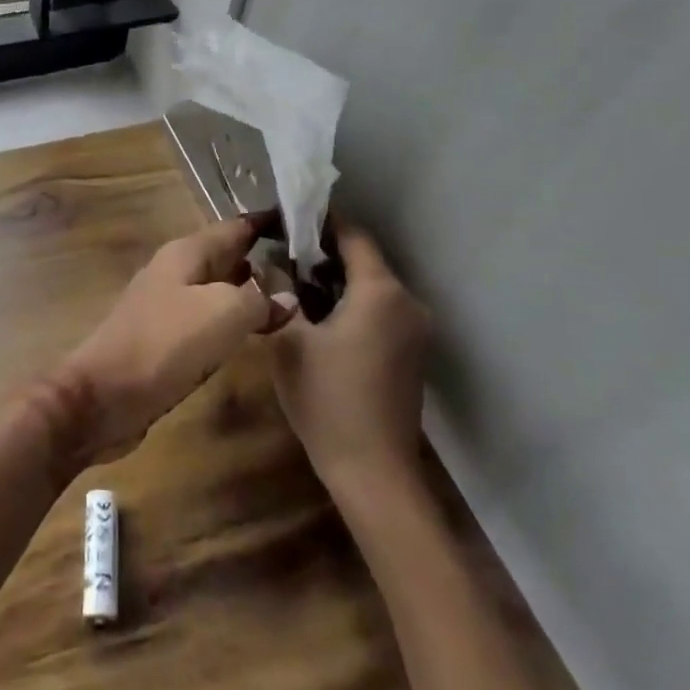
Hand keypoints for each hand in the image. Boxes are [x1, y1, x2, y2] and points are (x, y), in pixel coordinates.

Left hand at [44, 217, 297, 466]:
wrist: (104, 395)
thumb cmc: (164, 343)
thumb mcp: (222, 312)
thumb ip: (258, 298)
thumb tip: (286, 296)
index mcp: (185, 253)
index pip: (235, 227)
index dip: (269, 223)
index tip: (307, 222)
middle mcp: (175, 272)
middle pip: (226, 257)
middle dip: (264, 259)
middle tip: (311, 268)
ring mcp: (167, 306)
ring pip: (218, 290)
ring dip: (250, 292)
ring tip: (296, 299)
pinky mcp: (165, 340)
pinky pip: (207, 320)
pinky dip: (233, 321)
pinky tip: (254, 333)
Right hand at [272, 222, 431, 491]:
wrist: (372, 469)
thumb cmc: (326, 398)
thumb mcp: (287, 340)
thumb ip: (280, 293)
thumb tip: (274, 264)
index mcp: (380, 292)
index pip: (353, 236)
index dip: (320, 222)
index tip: (286, 219)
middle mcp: (407, 303)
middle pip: (364, 260)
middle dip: (322, 254)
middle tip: (279, 255)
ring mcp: (415, 330)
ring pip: (371, 287)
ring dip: (335, 281)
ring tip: (292, 286)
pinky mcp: (412, 352)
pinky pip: (380, 311)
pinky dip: (351, 304)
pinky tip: (319, 319)